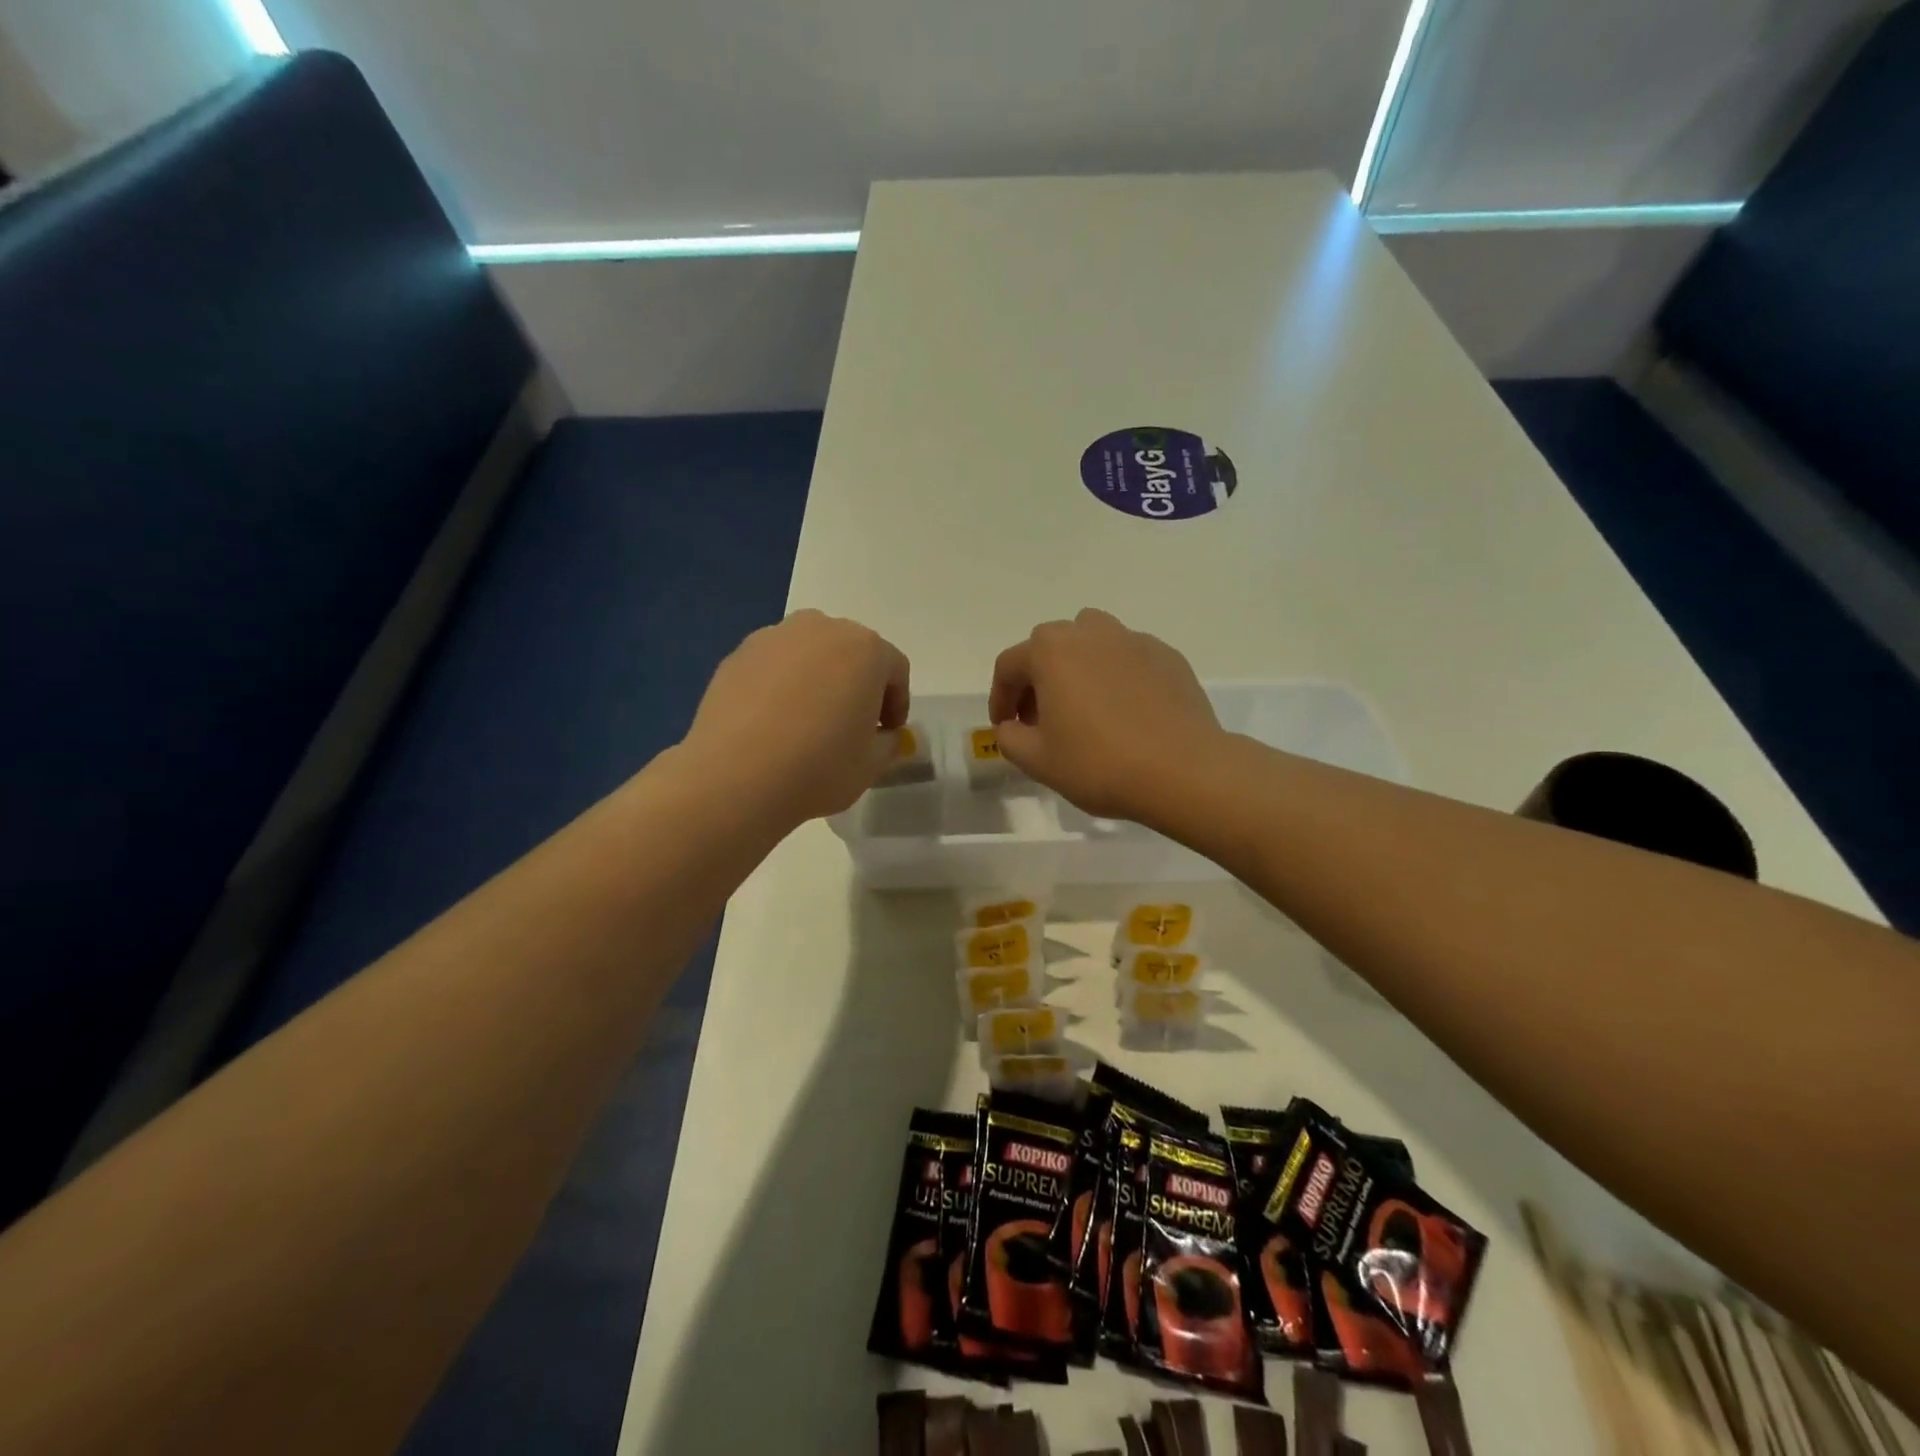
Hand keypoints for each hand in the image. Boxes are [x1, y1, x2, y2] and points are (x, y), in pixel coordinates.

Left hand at [684, 610, 910, 826]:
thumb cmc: (819, 767)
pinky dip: (781, 686)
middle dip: (857, 684)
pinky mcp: (736, 655)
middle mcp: (820, 629)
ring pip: (809, 655)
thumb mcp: (872, 765)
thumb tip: (883, 734)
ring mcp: (773, 638)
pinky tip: (772, 724)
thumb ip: (888, 742)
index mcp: (865, 649)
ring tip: (808, 722)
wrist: (734, 778)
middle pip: (851, 652)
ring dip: (818, 680)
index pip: (894, 669)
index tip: (888, 733)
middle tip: (852, 724)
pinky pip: (774, 667)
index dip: (897, 703)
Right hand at [989, 609, 1221, 821]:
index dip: (1000, 697)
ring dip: (1078, 668)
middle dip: (1038, 680)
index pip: (1009, 665)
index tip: (1005, 726)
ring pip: (1093, 643)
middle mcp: (1091, 632)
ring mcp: (1134, 640)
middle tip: (1041, 719)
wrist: (1183, 771)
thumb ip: (1010, 738)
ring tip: (1084, 707)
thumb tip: (1012, 726)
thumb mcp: (1038, 760)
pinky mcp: (1168, 657)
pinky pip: (1128, 659)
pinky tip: (1125, 713)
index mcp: (1051, 651)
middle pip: (1051, 647)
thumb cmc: (1099, 763)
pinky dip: (1116, 677)